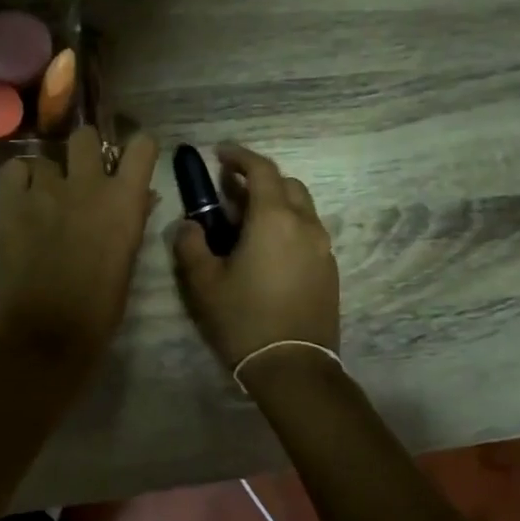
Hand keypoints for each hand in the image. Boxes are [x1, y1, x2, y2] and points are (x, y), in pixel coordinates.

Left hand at [0, 126, 159, 369]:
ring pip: (46, 157)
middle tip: (81, 175)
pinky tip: (21, 199)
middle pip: (85, 136)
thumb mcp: (128, 261)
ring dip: (49, 175)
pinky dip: (19, 179)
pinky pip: (14, 169)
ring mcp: (45, 189)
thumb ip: (133, 220)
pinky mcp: (10, 202)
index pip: (141, 146)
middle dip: (85, 151)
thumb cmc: (100, 306)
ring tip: (45, 199)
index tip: (130, 162)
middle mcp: (87, 183)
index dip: (136, 150)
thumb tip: (140, 197)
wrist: (47, 331)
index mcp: (125, 199)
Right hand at [173, 143, 338, 371]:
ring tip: (246, 220)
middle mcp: (305, 225)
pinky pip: (308, 233)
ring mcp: (323, 248)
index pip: (261, 170)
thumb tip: (190, 225)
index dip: (240, 156)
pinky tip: (267, 250)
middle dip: (259, 179)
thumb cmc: (243, 319)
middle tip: (230, 190)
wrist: (293, 367)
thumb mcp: (203, 282)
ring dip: (275, 203)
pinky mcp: (329, 270)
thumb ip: (191, 244)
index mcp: (274, 219)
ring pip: (301, 209)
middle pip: (286, 184)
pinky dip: (288, 226)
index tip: (220, 153)